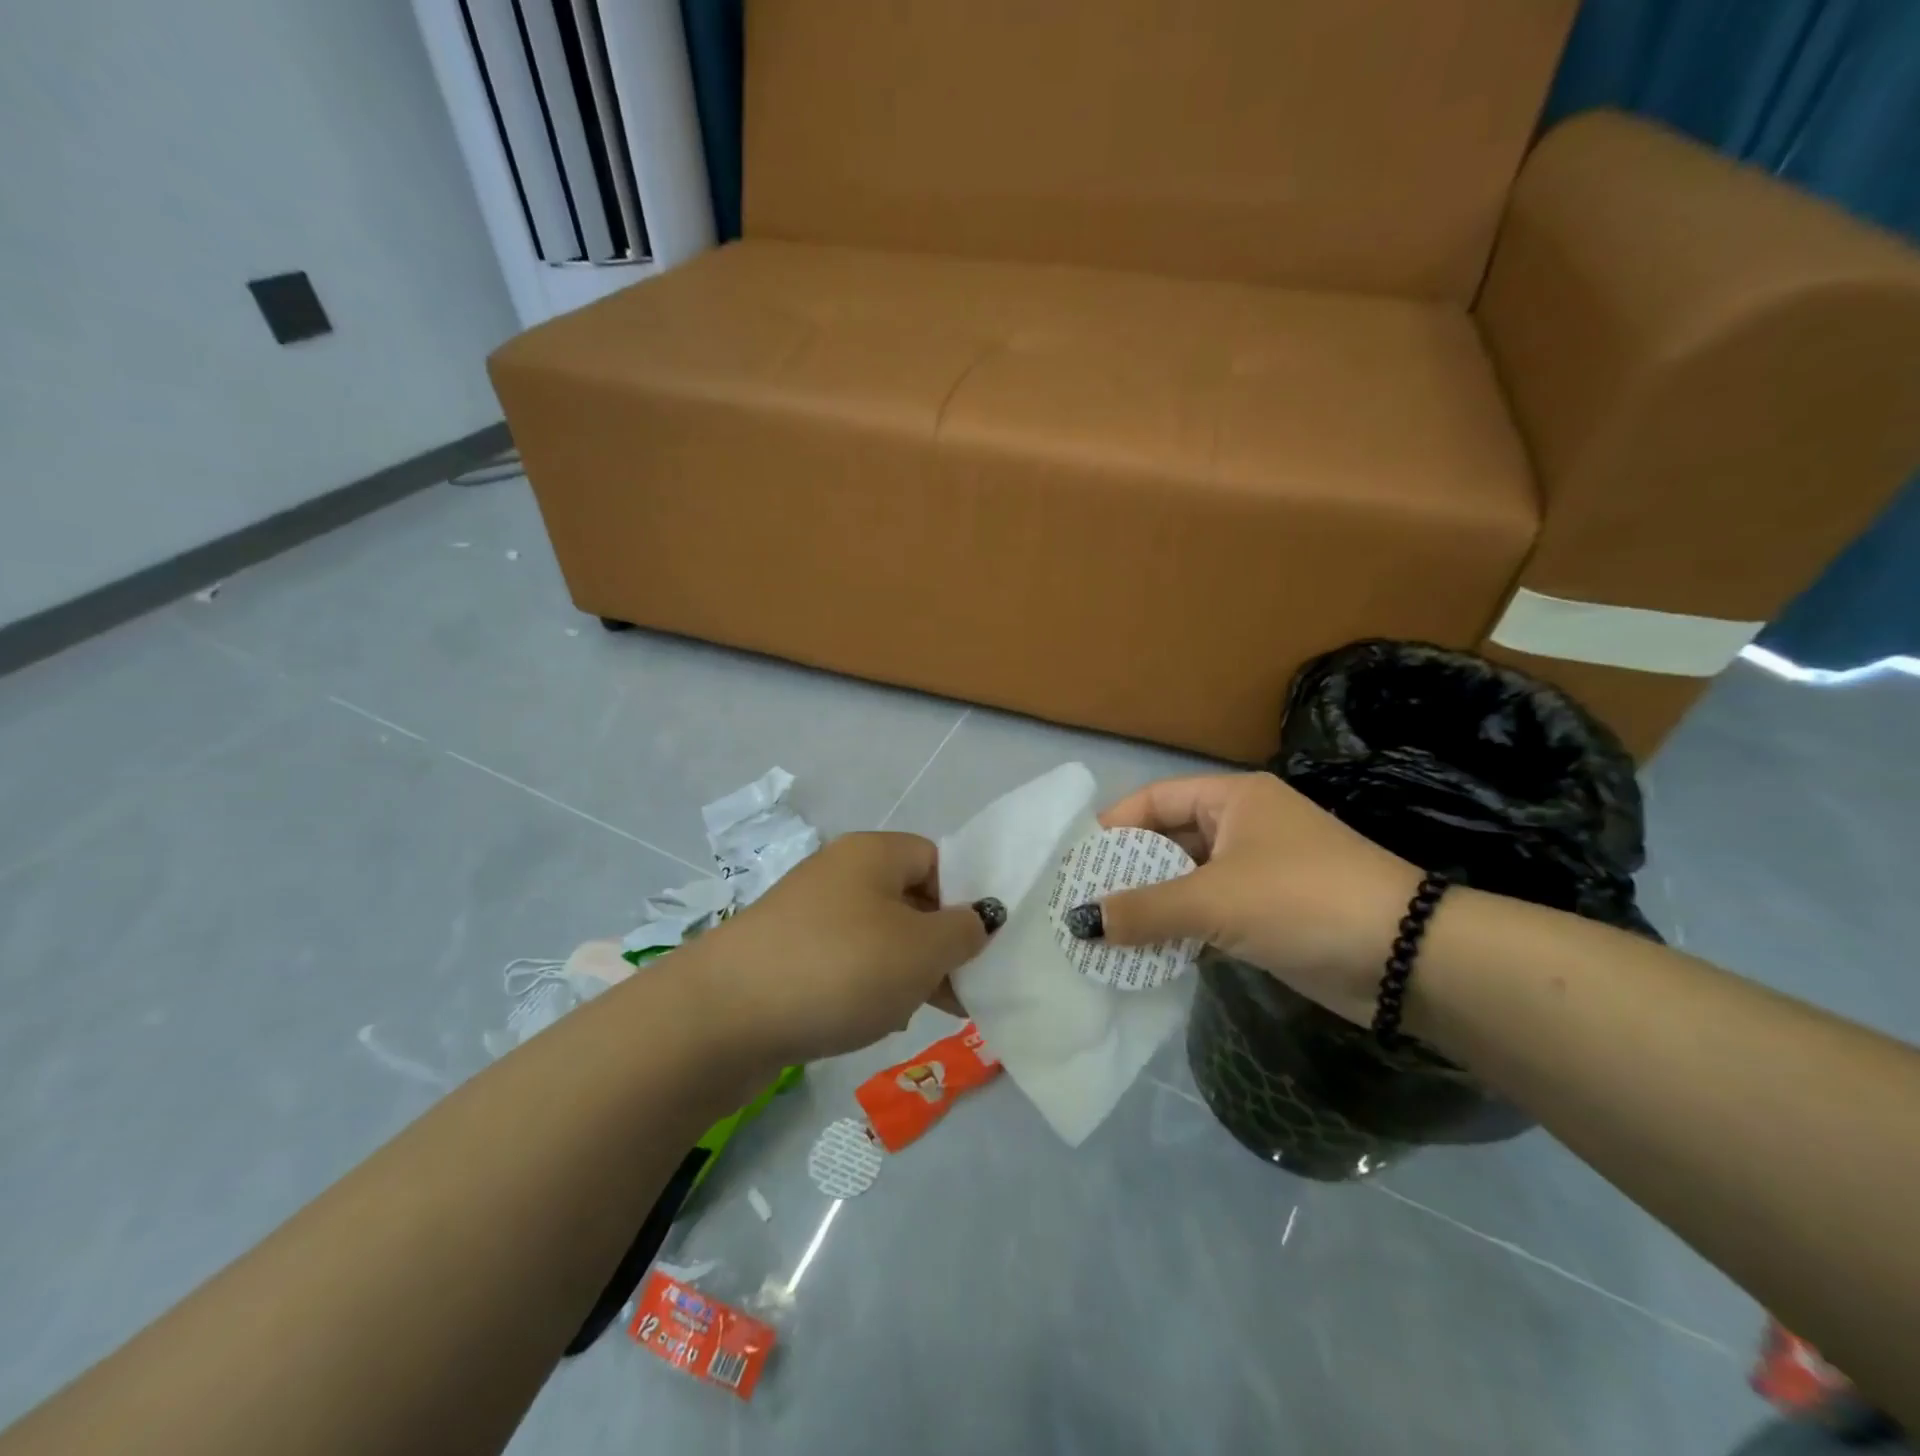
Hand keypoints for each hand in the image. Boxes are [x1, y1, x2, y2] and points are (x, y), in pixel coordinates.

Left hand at [688, 832, 996, 1064]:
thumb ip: (965, 931)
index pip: (938, 860)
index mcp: (873, 853)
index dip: (964, 900)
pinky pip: (843, 962)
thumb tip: (979, 919)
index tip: (976, 949)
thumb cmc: (839, 969)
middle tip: (958, 991)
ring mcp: (808, 914)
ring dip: (904, 972)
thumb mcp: (921, 950)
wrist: (722, 1017)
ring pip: (878, 936)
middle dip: (937, 946)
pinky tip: (872, 1022)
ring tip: (915, 1012)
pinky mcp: (786, 954)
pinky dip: (864, 987)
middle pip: (909, 900)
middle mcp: (839, 872)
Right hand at [1079, 773, 1421, 1024]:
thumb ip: (1143, 910)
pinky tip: (1144, 956)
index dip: (1113, 827)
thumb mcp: (1214, 900)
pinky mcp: (1267, 915)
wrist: (1405, 959)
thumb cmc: (1302, 900)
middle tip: (1080, 905)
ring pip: (1186, 883)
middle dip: (1126, 874)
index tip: (1075, 863)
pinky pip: (1207, 915)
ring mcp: (1256, 873)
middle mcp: (1242, 827)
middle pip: (1167, 842)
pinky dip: (1177, 932)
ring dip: (1150, 908)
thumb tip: (1080, 922)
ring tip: (1101, 935)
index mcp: (1232, 799)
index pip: (1155, 800)